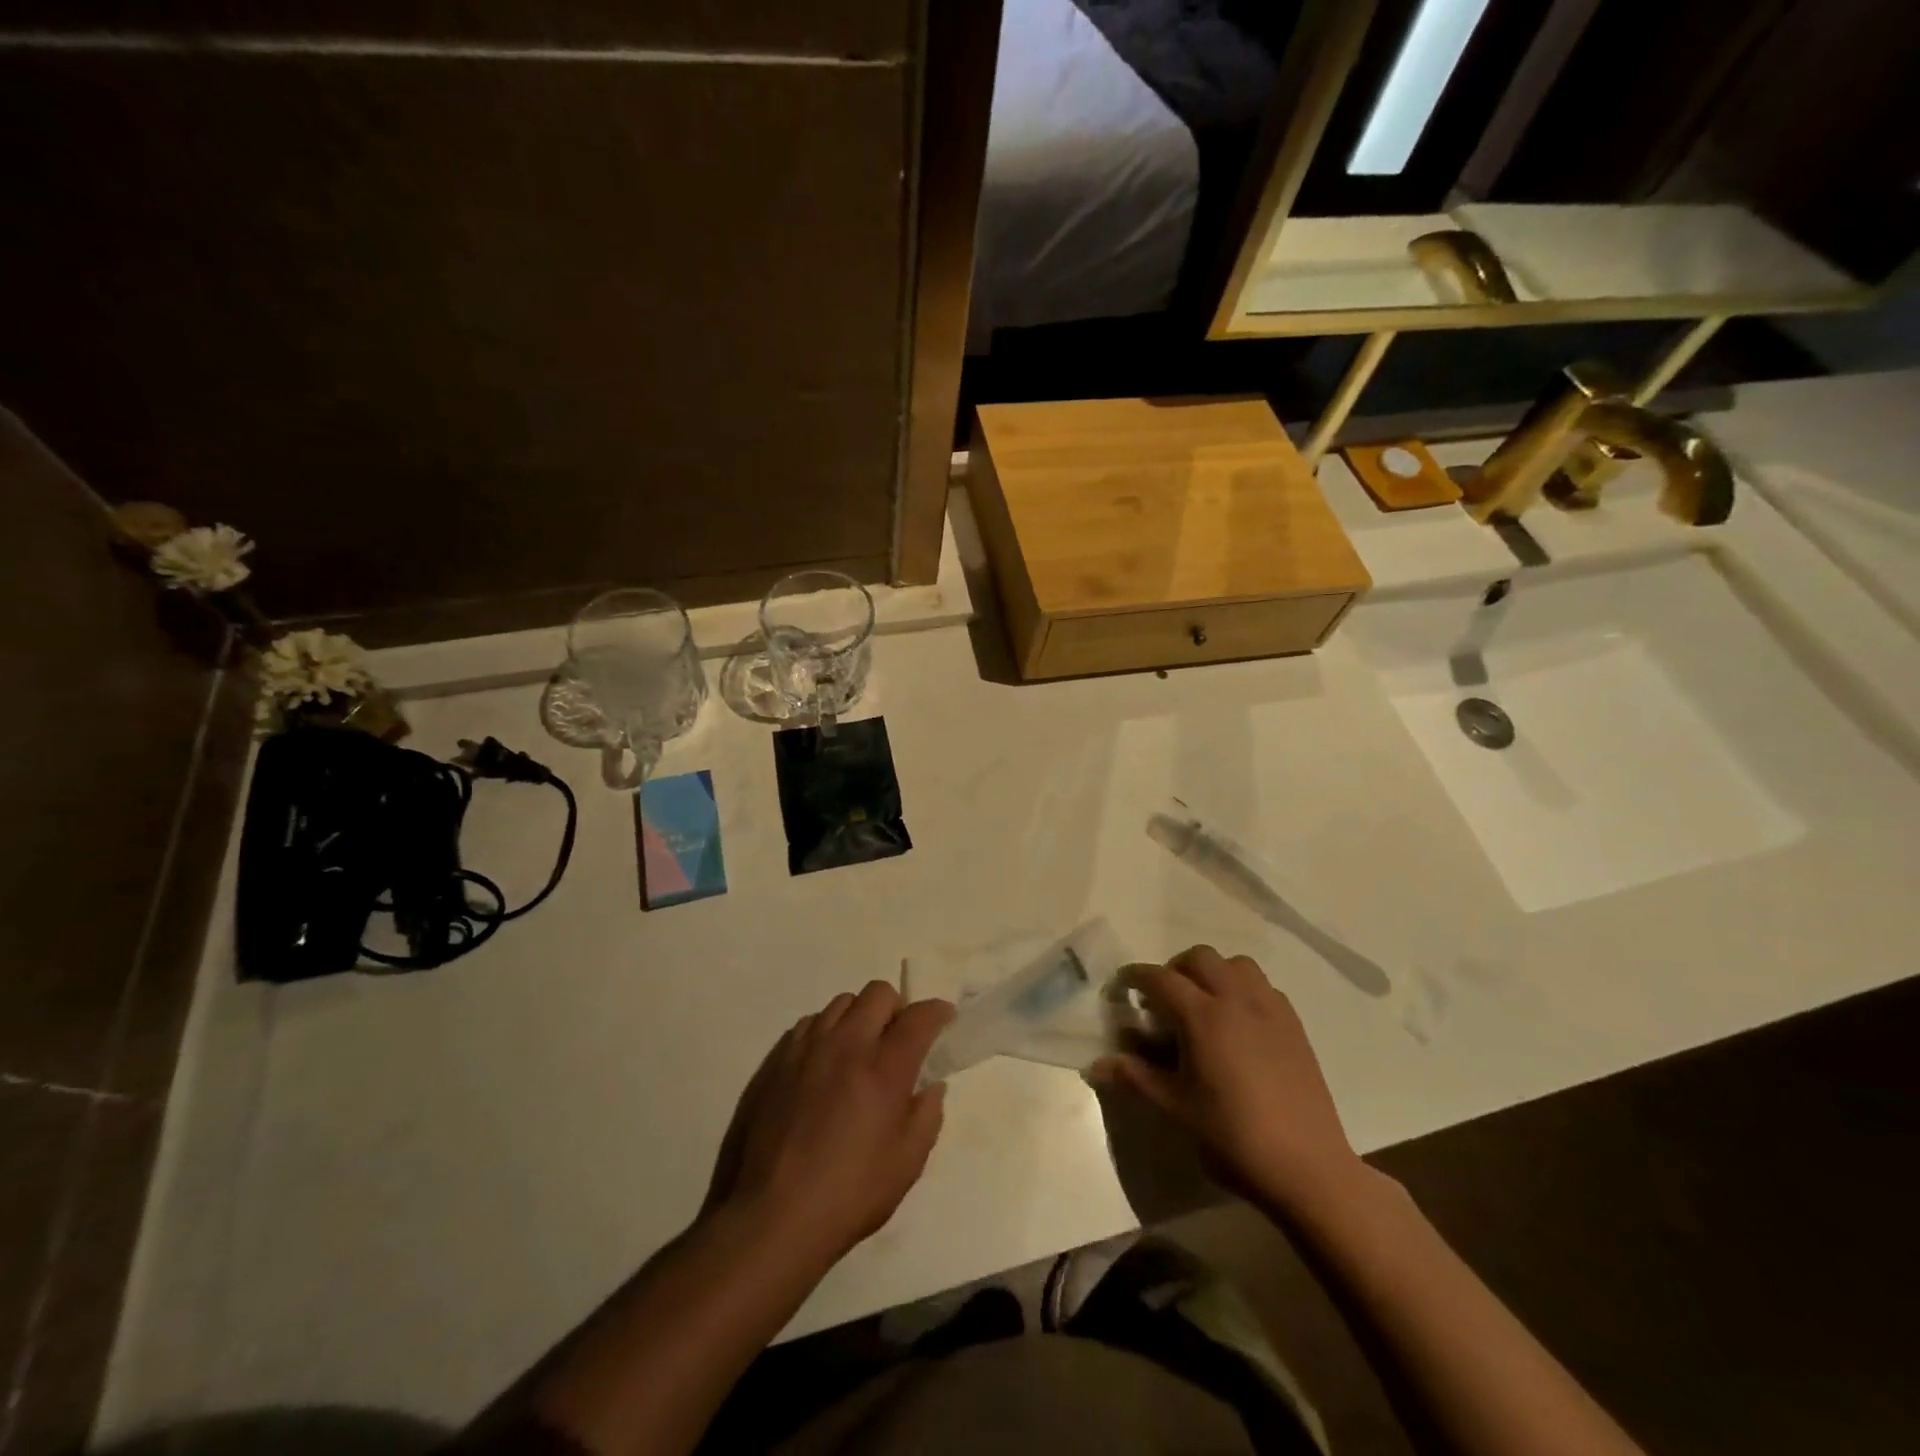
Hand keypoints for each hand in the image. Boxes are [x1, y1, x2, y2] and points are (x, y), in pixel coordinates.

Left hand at [704, 982, 954, 1266]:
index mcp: (884, 1067)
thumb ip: (926, 1115)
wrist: (769, 1217)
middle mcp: (846, 1044)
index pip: (918, 1017)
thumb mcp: (906, 1163)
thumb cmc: (849, 1194)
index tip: (944, 1017)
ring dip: (858, 1018)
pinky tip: (823, 1066)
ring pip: (841, 1003)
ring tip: (857, 1051)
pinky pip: (808, 1024)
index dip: (937, 1011)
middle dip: (896, 1008)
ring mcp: (806, 1048)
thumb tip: (930, 1086)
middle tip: (897, 1039)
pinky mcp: (775, 1060)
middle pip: (878, 993)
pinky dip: (825, 1033)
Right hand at [1092, 946, 1363, 1216]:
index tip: (1122, 987)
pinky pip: (1263, 986)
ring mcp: (1270, 1010)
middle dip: (1175, 969)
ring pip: (1236, 964)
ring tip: (1203, 1004)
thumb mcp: (1176, 1108)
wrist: (1308, 1169)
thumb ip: (1135, 1077)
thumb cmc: (1233, 1138)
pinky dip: (1243, 989)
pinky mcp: (1294, 1026)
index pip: (1160, 978)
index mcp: (1203, 1017)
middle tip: (1163, 1000)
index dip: (1135, 977)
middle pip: (1200, 958)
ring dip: (1213, 972)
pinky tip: (1238, 1024)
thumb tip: (1095, 1066)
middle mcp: (1237, 1000)